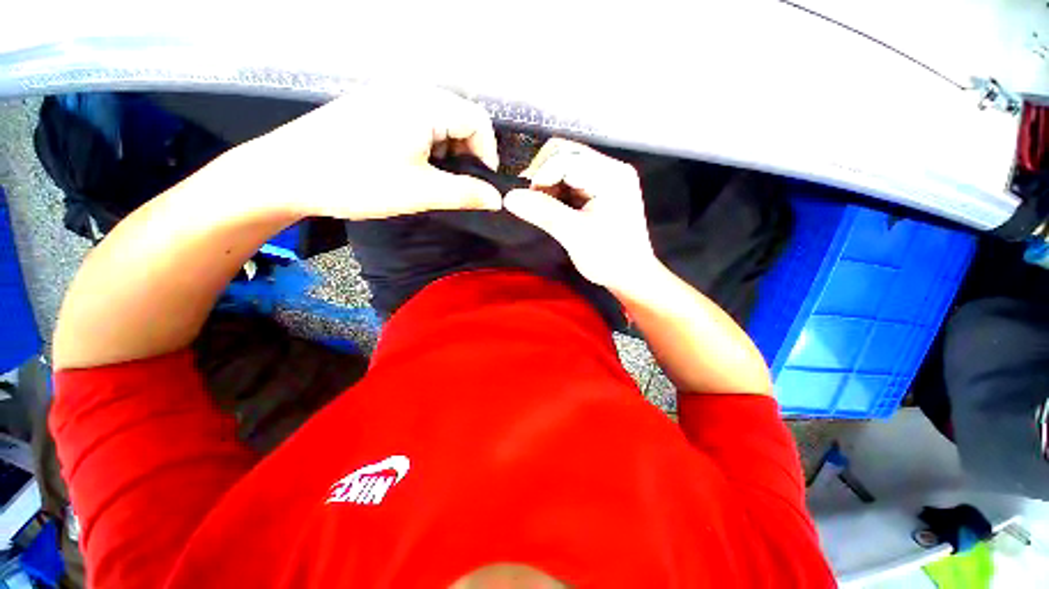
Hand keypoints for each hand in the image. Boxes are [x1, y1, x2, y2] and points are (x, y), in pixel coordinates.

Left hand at [237, 85, 502, 219]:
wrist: (288, 173)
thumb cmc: (358, 180)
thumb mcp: (421, 192)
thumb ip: (466, 194)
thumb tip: (497, 200)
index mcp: (425, 104)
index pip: (478, 120)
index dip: (488, 153)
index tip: (482, 184)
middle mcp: (409, 91)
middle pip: (460, 118)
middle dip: (468, 154)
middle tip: (459, 185)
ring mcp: (388, 97)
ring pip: (439, 122)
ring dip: (448, 152)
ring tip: (435, 180)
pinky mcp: (374, 108)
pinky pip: (416, 122)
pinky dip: (427, 147)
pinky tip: (414, 168)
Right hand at [504, 139, 658, 292]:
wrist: (630, 275)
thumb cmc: (608, 257)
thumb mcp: (574, 235)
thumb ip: (543, 212)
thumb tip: (509, 197)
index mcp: (610, 175)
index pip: (566, 158)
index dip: (541, 175)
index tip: (527, 200)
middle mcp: (610, 169)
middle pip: (566, 155)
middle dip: (543, 176)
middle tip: (532, 202)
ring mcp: (606, 178)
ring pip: (565, 167)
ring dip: (548, 185)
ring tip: (543, 209)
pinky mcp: (601, 190)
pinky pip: (571, 181)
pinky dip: (556, 192)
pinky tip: (554, 209)